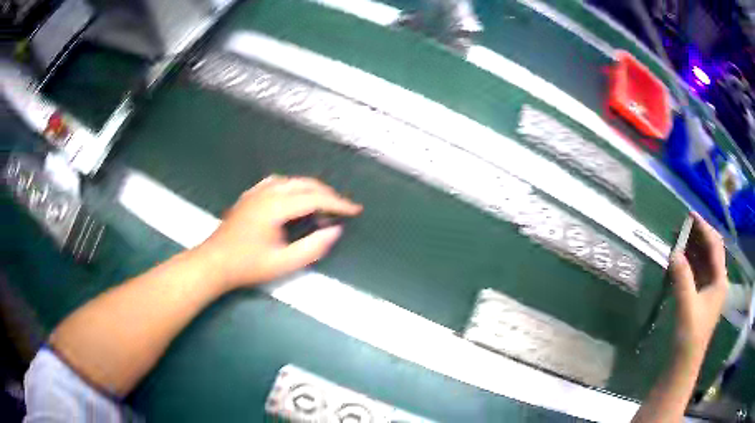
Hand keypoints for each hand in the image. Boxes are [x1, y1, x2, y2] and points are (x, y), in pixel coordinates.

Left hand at [196, 175, 361, 289]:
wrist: (214, 262)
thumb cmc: (248, 265)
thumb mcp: (283, 263)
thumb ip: (313, 247)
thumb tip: (335, 230)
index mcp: (276, 206)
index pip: (314, 198)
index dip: (338, 203)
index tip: (355, 210)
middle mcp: (267, 192)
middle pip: (305, 184)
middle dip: (327, 194)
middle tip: (343, 209)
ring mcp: (256, 191)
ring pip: (292, 181)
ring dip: (311, 189)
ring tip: (324, 205)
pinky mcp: (250, 195)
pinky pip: (278, 183)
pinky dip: (294, 187)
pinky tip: (296, 198)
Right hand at [669, 212, 727, 360]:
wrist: (685, 362)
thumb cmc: (690, 335)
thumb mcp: (687, 307)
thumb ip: (682, 278)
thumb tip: (674, 252)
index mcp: (720, 280)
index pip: (715, 246)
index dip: (704, 228)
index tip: (690, 216)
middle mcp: (717, 280)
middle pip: (710, 250)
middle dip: (698, 236)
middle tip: (682, 225)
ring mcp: (709, 288)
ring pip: (703, 259)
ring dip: (692, 247)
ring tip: (678, 237)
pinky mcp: (700, 296)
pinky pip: (697, 271)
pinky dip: (689, 261)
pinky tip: (679, 257)